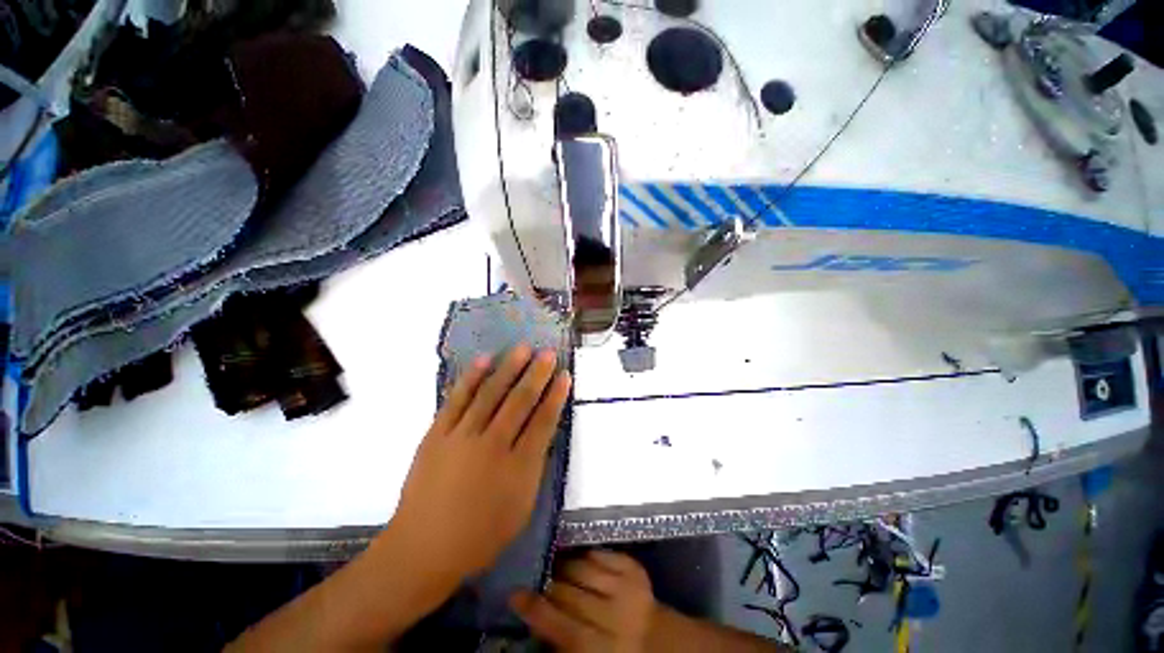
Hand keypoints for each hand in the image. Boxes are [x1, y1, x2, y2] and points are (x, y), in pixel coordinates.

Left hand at [384, 344, 571, 586]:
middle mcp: (493, 445)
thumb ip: (533, 468)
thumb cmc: (480, 536)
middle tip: (548, 352)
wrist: (423, 548)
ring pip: (491, 393)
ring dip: (509, 368)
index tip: (565, 376)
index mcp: (518, 467)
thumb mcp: (521, 508)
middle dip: (537, 374)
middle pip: (520, 401)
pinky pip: (457, 399)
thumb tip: (541, 436)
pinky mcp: (437, 433)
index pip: (543, 421)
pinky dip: (471, 378)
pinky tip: (484, 360)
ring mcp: (462, 436)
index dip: (556, 396)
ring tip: (523, 347)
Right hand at [511, 551, 656, 651]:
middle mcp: (614, 617)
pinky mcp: (634, 568)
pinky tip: (582, 561)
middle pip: (569, 592)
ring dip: (565, 566)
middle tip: (538, 579)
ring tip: (557, 567)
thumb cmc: (614, 650)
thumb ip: (561, 641)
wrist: (658, 639)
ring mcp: (627, 588)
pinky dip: (587, 555)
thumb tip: (534, 617)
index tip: (515, 594)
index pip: (560, 626)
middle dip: (549, 584)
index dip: (535, 609)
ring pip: (582, 567)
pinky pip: (601, 553)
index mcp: (599, 647)